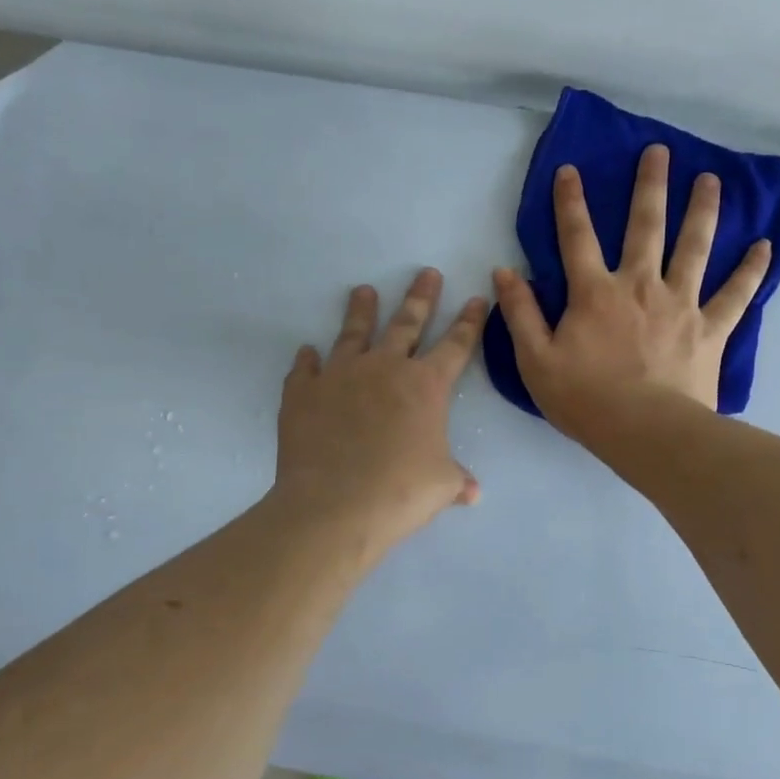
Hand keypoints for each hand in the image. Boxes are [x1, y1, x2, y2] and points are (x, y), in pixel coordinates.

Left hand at [272, 269, 485, 550]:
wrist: (335, 505)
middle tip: (427, 273)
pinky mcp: (303, 392)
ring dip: (361, 311)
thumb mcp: (440, 486)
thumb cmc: (400, 492)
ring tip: (363, 291)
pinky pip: (305, 369)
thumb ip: (457, 480)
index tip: (476, 298)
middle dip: (420, 298)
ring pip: (354, 333)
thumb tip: (473, 493)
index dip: (469, 322)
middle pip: (406, 324)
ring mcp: (340, 375)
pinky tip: (307, 352)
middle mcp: (384, 368)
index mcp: (425, 386)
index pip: (455, 345)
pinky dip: (308, 360)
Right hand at [492, 143, 770, 436]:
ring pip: (694, 247)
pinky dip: (751, 270)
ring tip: (711, 179)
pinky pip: (736, 294)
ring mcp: (681, 304)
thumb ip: (520, 313)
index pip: (576, 237)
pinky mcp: (711, 328)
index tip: (570, 170)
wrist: (646, 432)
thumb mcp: (535, 360)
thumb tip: (504, 272)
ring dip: (702, 210)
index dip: (570, 202)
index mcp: (594, 293)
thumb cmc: (585, 400)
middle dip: (650, 186)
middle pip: (645, 226)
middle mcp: (640, 285)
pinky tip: (765, 245)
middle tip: (659, 151)